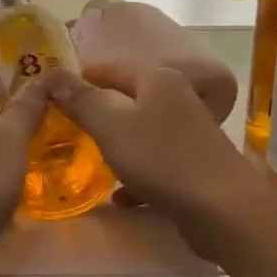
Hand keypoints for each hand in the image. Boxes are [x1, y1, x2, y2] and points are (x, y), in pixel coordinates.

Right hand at [47, 61, 262, 251]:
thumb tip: (52, 74)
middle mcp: (177, 99)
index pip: (112, 69)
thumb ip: (82, 101)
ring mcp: (190, 132)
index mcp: (158, 80)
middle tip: (66, 126)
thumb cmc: (163, 159)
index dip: (84, 77)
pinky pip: (156, 163)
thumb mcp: (112, 128)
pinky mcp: (195, 165)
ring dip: (117, 146)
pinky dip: (137, 176)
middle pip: (129, 99)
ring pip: (142, 133)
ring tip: (88, 160)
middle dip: (99, 113)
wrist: (224, 208)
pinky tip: (121, 198)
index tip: (56, 89)